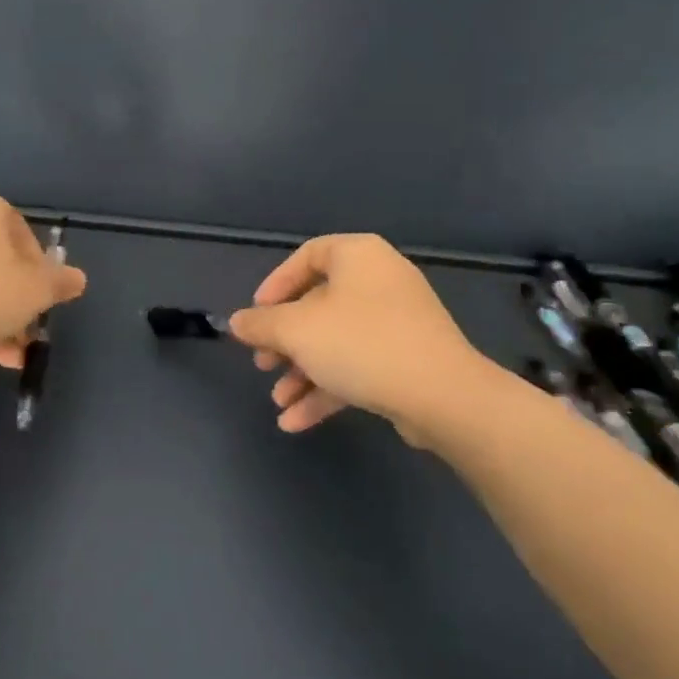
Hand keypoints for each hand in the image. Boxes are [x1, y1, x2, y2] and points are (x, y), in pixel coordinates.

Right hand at [228, 234, 490, 441]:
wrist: (442, 395)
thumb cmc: (361, 344)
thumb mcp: (296, 331)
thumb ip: (260, 324)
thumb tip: (236, 322)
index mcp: (358, 257)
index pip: (307, 256)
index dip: (275, 285)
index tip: (256, 316)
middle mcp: (380, 281)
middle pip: (318, 305)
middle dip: (285, 341)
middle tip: (263, 364)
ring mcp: (398, 322)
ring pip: (336, 341)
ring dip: (302, 372)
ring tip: (279, 402)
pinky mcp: (407, 359)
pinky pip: (358, 365)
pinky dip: (327, 388)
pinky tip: (297, 421)